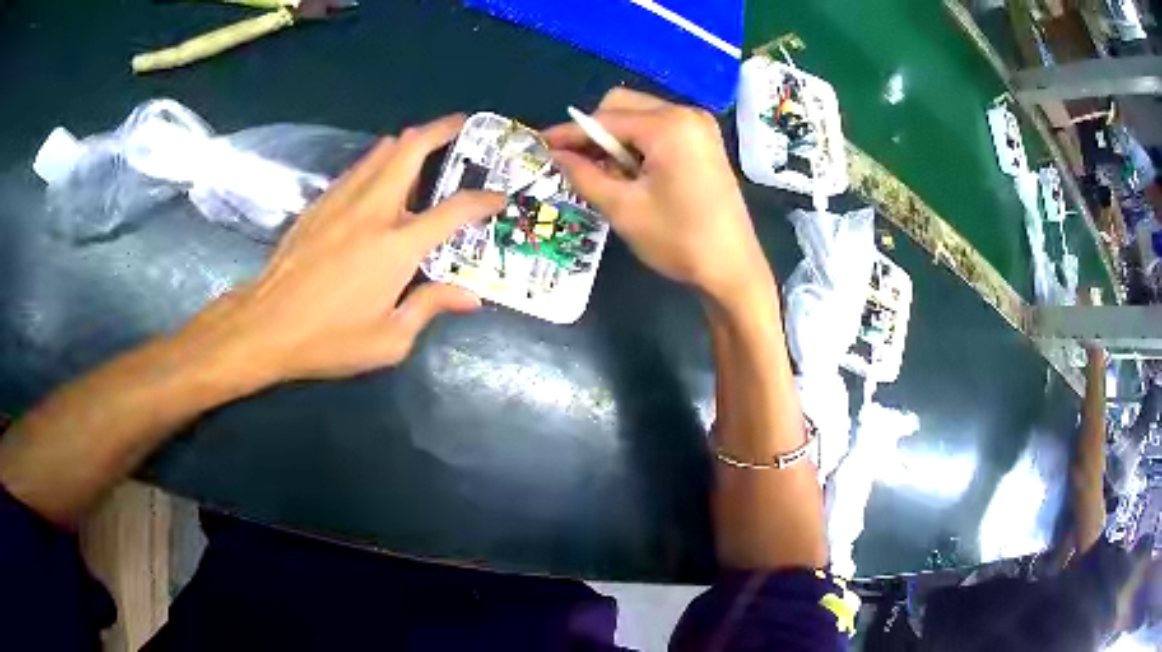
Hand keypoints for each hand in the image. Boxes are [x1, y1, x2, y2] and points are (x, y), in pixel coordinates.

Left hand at [187, 115, 502, 383]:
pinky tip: (381, 175)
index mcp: (397, 246)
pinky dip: (379, 161)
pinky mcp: (320, 204)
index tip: (499, 196)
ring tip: (426, 145)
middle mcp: (373, 210)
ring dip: (409, 142)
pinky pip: (358, 169)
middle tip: (462, 124)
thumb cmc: (329, 339)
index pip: (454, 210)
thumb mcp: (389, 339)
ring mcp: (342, 201)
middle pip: (411, 150)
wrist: (265, 325)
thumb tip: (470, 297)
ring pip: (382, 152)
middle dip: (442, 129)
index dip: (483, 200)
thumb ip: (430, 307)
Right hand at [543, 89, 769, 304]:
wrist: (733, 268)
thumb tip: (557, 155)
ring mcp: (700, 127)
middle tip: (579, 165)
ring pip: (640, 116)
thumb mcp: (623, 208)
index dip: (570, 133)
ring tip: (607, 175)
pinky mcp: (705, 142)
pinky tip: (633, 173)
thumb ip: (584, 175)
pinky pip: (659, 129)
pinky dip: (638, 144)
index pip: (605, 119)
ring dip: (616, 139)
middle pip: (623, 106)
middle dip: (596, 132)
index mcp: (668, 125)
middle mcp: (686, 114)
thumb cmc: (678, 240)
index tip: (541, 145)